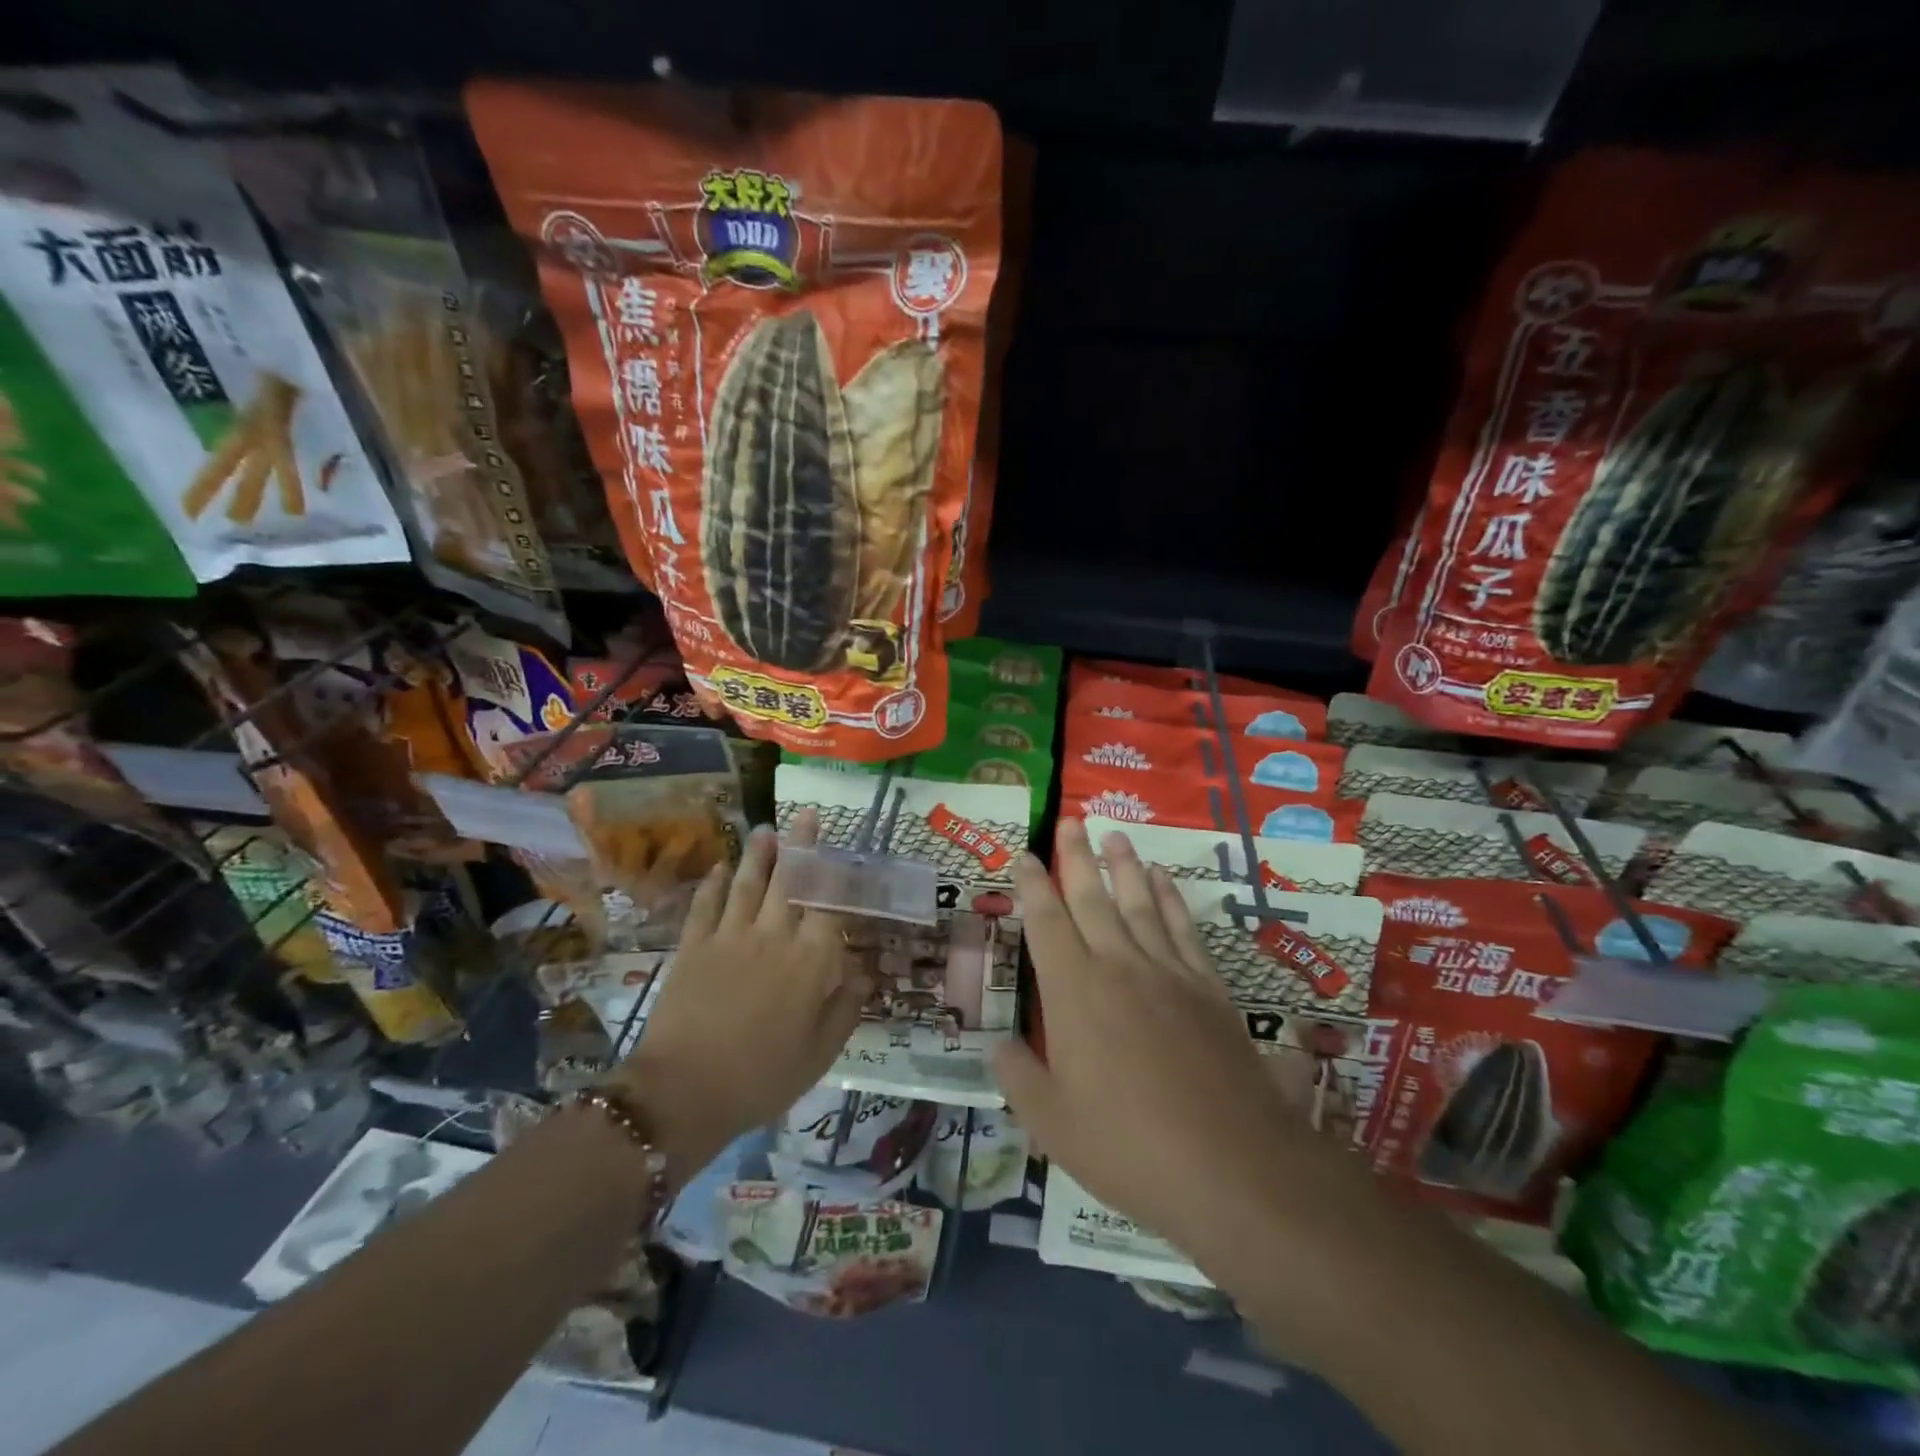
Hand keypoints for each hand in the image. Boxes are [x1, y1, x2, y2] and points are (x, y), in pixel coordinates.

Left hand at [610, 809, 870, 1177]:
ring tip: (766, 829)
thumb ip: (846, 1008)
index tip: (847, 857)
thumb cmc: (762, 1077)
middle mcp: (773, 936)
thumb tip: (864, 973)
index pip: (831, 904)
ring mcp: (730, 936)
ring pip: (748, 884)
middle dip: (801, 845)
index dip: (840, 878)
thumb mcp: (820, 1053)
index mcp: (810, 960)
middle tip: (805, 815)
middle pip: (791, 880)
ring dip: (759, 854)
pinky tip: (720, 868)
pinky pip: (706, 905)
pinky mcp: (693, 946)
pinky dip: (713, 884)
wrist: (684, 1092)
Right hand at [993, 820, 1355, 1275]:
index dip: (1032, 886)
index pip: (1046, 923)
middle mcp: (1118, 966)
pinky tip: (1164, 881)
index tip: (1025, 855)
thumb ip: (1019, 1077)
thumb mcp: (1052, 1123)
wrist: (1230, 1165)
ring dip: (1125, 866)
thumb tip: (999, 1044)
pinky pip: (1183, 929)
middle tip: (1070, 820)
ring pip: (1139, 903)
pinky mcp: (1208, 988)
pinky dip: (1171, 899)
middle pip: (1092, 898)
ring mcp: (1168, 973)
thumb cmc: (1129, 1148)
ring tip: (1115, 835)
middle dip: (1076, 857)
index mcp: (1074, 992)